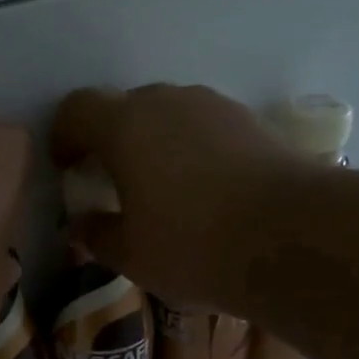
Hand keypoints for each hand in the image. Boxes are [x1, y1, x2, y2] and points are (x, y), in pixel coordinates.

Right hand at [51, 85, 299, 309]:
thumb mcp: (131, 256)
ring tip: (164, 192)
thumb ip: (96, 235)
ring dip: (155, 144)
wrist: (295, 238)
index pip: (77, 109)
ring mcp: (215, 108)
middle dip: (111, 141)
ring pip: (169, 116)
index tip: (68, 170)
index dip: (64, 136)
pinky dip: (193, 151)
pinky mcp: (253, 123)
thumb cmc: (194, 246)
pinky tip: (207, 194)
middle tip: (114, 184)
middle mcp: (168, 103)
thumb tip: (80, 226)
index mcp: (125, 126)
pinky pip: (205, 129)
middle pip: (125, 108)